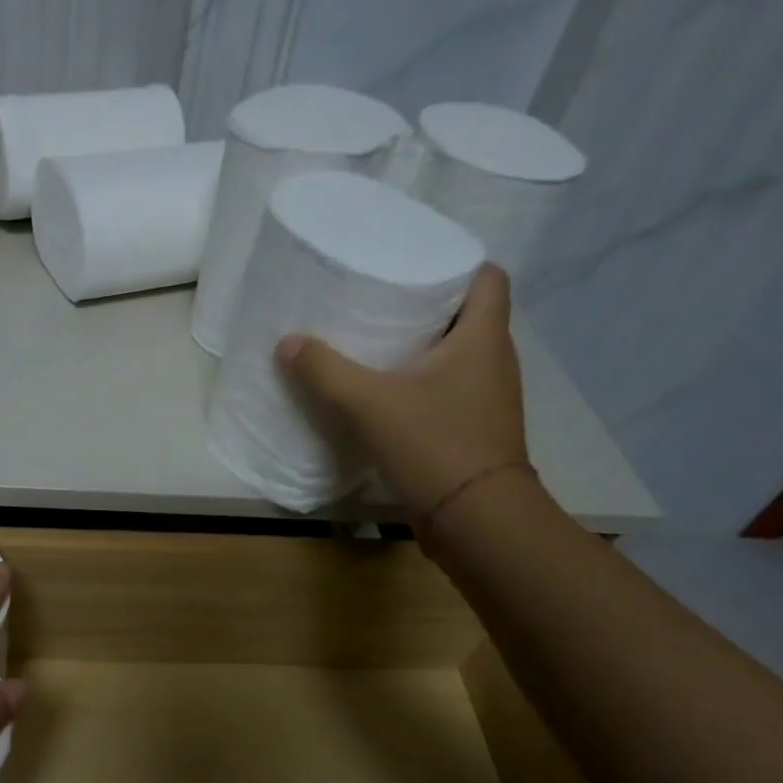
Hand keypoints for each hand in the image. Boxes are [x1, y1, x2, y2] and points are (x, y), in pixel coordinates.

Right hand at [275, 264, 528, 513]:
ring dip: (422, 347)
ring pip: (457, 354)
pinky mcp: (475, 429)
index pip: (488, 277)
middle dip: (426, 304)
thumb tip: (288, 343)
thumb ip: (325, 371)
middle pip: (467, 314)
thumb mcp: (369, 403)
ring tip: (374, 343)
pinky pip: (449, 389)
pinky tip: (385, 394)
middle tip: (378, 300)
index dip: (456, 262)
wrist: (476, 519)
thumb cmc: (434, 445)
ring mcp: (487, 398)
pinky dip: (421, 383)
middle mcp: (494, 360)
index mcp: (483, 337)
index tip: (412, 264)